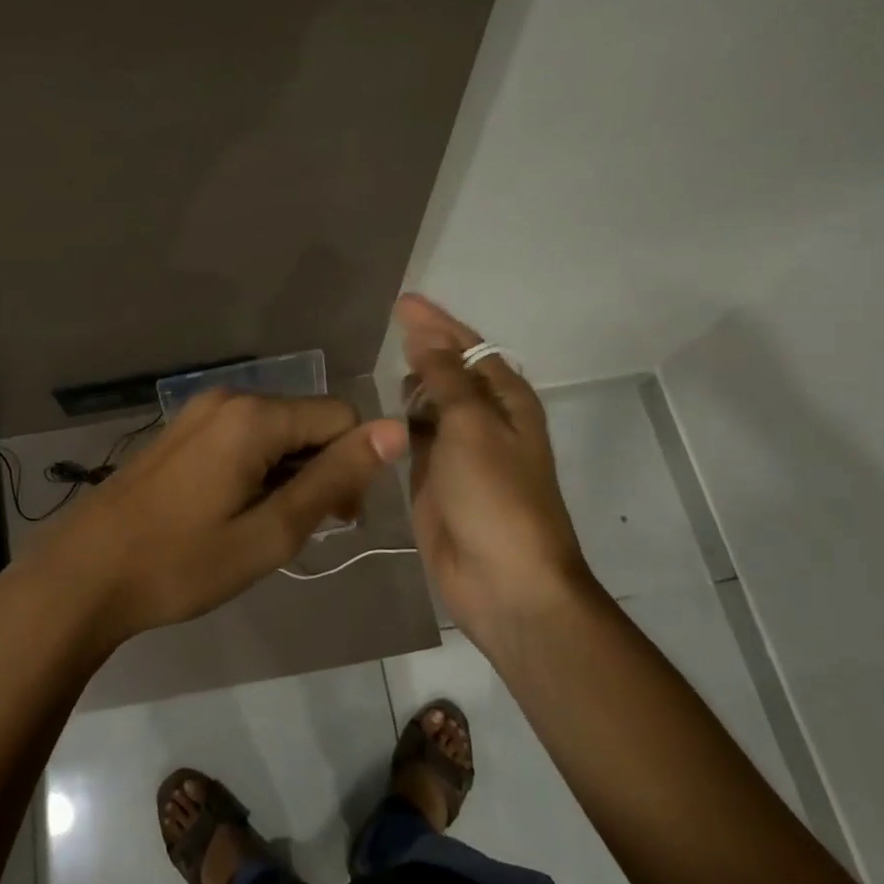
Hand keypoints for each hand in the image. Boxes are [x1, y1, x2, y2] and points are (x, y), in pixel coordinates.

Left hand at [31, 389, 407, 652]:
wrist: (85, 574)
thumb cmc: (182, 563)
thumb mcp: (270, 531)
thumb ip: (334, 478)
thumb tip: (394, 430)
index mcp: (254, 416)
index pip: (341, 418)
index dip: (353, 467)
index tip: (335, 521)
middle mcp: (229, 397)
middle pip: (307, 420)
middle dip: (321, 469)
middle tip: (299, 530)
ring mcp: (199, 411)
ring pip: (276, 430)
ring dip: (289, 473)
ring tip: (263, 527)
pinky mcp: (181, 429)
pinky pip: (242, 436)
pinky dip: (258, 468)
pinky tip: (234, 511)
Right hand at [395, 293, 594, 651]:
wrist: (504, 582)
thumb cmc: (496, 496)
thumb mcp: (471, 426)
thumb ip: (445, 378)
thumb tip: (425, 335)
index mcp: (506, 401)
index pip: (468, 347)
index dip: (436, 323)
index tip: (401, 302)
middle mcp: (484, 420)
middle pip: (449, 373)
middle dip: (423, 350)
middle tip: (386, 330)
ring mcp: (458, 452)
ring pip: (429, 406)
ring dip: (410, 387)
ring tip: (378, 365)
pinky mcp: (433, 480)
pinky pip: (414, 439)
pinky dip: (398, 424)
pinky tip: (377, 414)